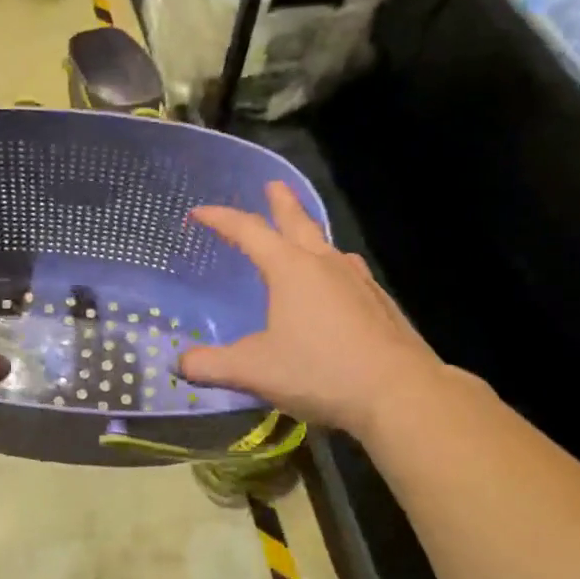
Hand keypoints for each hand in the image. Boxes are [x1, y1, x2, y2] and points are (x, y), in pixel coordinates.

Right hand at [178, 182, 448, 438]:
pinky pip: (349, 272)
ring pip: (328, 246)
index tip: (199, 212)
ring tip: (304, 237)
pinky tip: (339, 282)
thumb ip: (210, 365)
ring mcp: (358, 281)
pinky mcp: (380, 303)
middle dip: (281, 203)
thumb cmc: (319, 371)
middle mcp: (325, 265)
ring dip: (310, 234)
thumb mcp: (253, 371)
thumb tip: (180, 364)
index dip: (221, 219)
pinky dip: (334, 266)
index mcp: (290, 269)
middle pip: (298, 223)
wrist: (399, 393)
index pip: (248, 232)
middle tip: (273, 186)